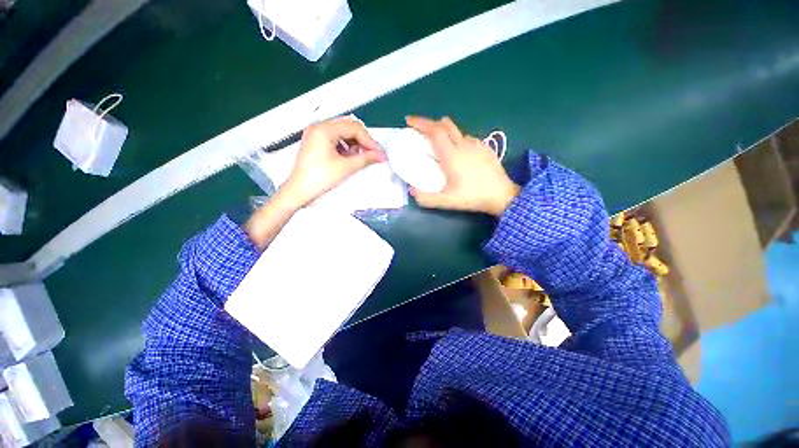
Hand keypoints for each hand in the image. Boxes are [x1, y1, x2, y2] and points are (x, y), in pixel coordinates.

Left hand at [281, 116, 385, 207]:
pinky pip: (335, 138)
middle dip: (363, 139)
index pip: (354, 128)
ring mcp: (315, 133)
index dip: (369, 140)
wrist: (299, 191)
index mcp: (324, 129)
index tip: (380, 153)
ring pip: (342, 131)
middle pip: (348, 126)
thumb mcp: (346, 167)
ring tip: (362, 156)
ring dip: (355, 142)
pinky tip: (350, 156)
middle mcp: (319, 126)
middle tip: (373, 153)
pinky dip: (346, 145)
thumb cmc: (320, 179)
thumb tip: (381, 155)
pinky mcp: (315, 142)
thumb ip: (366, 158)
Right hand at [406, 116, 519, 215]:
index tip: (409, 121)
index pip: (434, 132)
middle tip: (420, 131)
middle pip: (445, 125)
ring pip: (456, 131)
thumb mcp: (446, 201)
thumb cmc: (473, 197)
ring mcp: (476, 145)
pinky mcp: (485, 148)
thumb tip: (411, 190)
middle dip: (430, 123)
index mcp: (452, 155)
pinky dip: (456, 139)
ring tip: (438, 144)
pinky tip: (458, 153)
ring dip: (444, 132)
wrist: (502, 196)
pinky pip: (466, 138)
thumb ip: (425, 198)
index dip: (420, 123)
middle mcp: (464, 145)